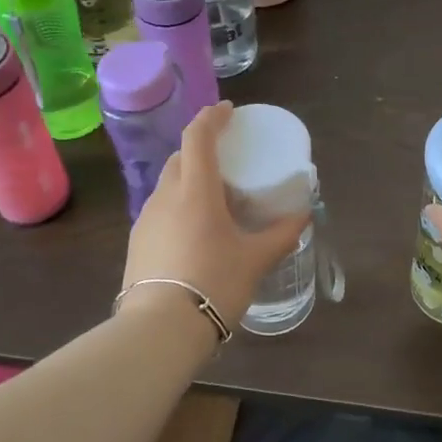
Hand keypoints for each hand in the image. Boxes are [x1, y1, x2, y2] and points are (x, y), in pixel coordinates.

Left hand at [121, 101, 309, 328]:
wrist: (159, 331)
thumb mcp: (256, 260)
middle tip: (227, 159)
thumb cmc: (214, 284)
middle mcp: (165, 197)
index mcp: (195, 191)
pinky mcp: (137, 243)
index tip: (228, 111)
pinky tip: (195, 231)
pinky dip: (178, 206)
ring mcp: (146, 220)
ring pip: (168, 185)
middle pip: (180, 158)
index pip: (198, 137)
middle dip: (201, 148)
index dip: (212, 117)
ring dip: (189, 179)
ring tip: (214, 198)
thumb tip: (304, 216)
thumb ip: (282, 234)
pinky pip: (160, 210)